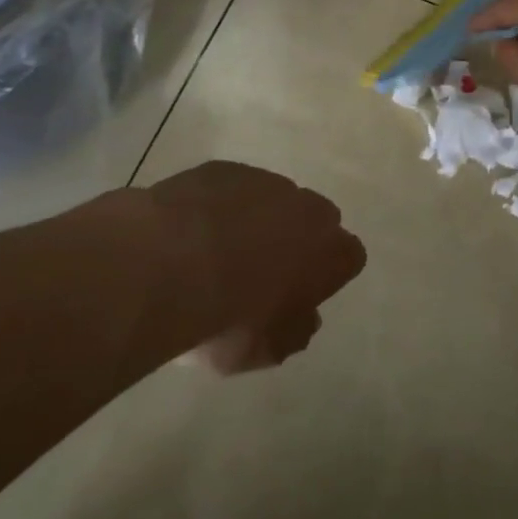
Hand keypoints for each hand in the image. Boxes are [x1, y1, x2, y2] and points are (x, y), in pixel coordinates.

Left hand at [95, 162, 364, 373]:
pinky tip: (191, 232)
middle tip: (264, 270)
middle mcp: (307, 208)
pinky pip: (232, 188)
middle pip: (316, 219)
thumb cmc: (228, 318)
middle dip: (297, 239)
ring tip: (219, 252)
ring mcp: (265, 182)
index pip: (350, 256)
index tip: (304, 293)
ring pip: (273, 199)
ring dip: (257, 220)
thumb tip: (306, 318)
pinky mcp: (224, 168)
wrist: (167, 263)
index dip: (328, 274)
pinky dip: (220, 206)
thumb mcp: (265, 350)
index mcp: (329, 252)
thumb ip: (294, 332)